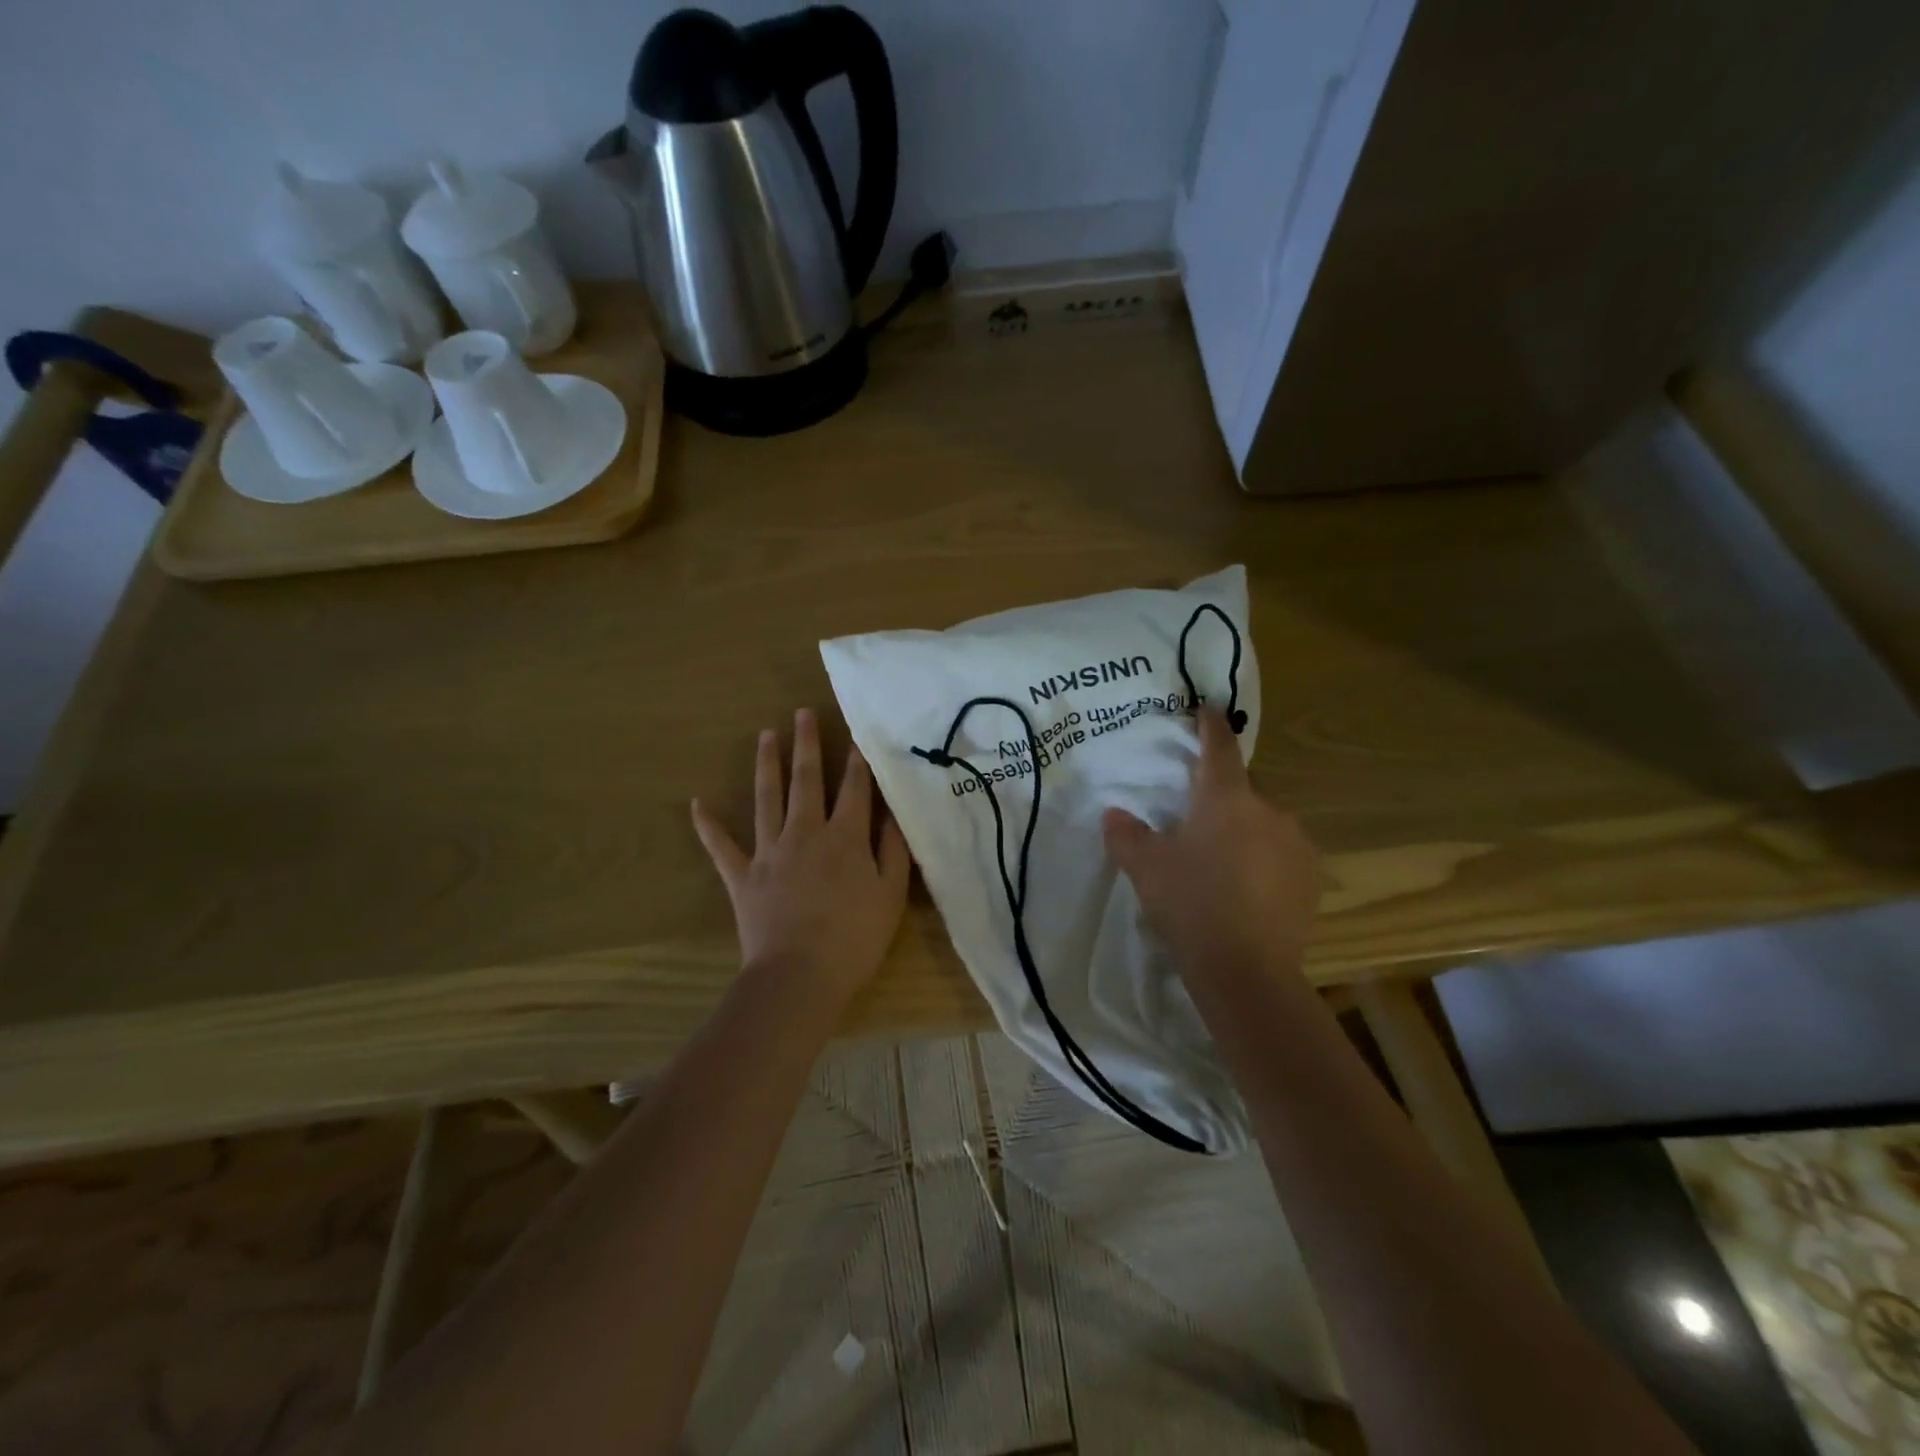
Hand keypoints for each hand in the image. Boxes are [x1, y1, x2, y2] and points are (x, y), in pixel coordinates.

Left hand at [692, 708, 910, 1003]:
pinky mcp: (742, 876)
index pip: (854, 788)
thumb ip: (892, 849)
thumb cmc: (854, 938)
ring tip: (764, 735)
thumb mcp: (891, 894)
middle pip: (806, 780)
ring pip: (766, 798)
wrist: (799, 977)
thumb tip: (891, 812)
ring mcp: (769, 852)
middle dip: (806, 745)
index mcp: (844, 837)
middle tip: (801, 713)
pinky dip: (708, 826)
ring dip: (767, 765)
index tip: (856, 733)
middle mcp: (805, 833)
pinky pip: (721, 846)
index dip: (857, 760)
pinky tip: (697, 804)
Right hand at [1102, 708, 1318, 983]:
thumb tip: (1114, 814)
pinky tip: (1247, 888)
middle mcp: (1268, 809)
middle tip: (1196, 820)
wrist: (1246, 971)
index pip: (1220, 746)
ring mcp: (1296, 843)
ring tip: (1222, 863)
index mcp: (1226, 798)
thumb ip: (1127, 835)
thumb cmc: (1191, 904)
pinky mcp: (1312, 877)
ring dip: (1245, 830)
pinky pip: (1282, 853)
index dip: (1211, 724)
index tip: (1206, 709)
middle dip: (1222, 795)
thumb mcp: (1146, 868)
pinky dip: (1265, 859)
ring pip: (1264, 822)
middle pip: (1243, 787)